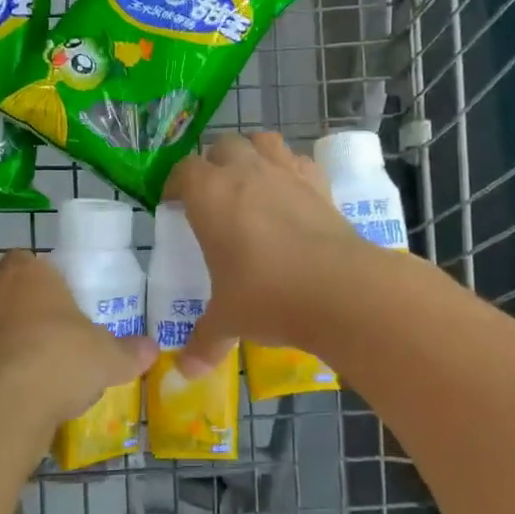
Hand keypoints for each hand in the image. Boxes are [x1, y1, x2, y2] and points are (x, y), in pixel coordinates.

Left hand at [0, 250, 155, 432]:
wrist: (5, 404)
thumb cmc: (62, 358)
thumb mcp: (109, 357)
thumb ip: (130, 351)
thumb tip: (152, 349)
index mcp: (29, 273)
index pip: (27, 259)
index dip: (41, 278)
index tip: (59, 301)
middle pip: (3, 289)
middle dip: (20, 307)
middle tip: (48, 334)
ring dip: (1, 339)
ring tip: (31, 368)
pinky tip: (14, 392)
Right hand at [165, 131, 368, 374]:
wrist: (340, 289)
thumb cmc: (267, 296)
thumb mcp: (228, 320)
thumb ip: (204, 341)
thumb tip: (185, 372)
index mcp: (210, 195)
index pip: (183, 170)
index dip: (176, 184)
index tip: (174, 203)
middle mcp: (246, 172)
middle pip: (223, 145)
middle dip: (214, 163)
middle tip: (212, 194)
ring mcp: (287, 173)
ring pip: (264, 141)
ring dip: (253, 153)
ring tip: (251, 181)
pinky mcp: (321, 185)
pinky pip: (301, 162)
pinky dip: (292, 170)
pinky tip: (292, 194)